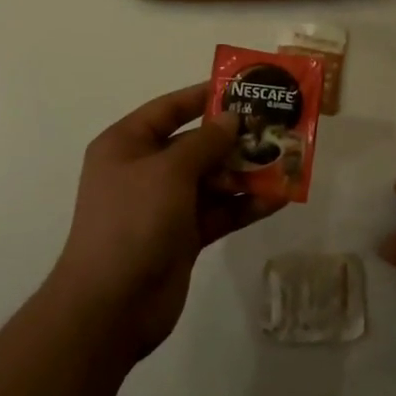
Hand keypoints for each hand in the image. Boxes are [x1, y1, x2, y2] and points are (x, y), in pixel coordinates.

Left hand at [49, 83, 282, 356]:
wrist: (111, 307)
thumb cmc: (133, 221)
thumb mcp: (169, 170)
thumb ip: (205, 141)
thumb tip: (232, 119)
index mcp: (127, 144)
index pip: (169, 109)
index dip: (204, 96)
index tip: (242, 88)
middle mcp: (145, 170)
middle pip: (195, 144)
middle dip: (233, 138)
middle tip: (274, 126)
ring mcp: (164, 205)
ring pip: (212, 179)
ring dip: (245, 172)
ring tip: (285, 160)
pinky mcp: (183, 236)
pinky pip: (218, 211)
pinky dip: (245, 205)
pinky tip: (278, 198)